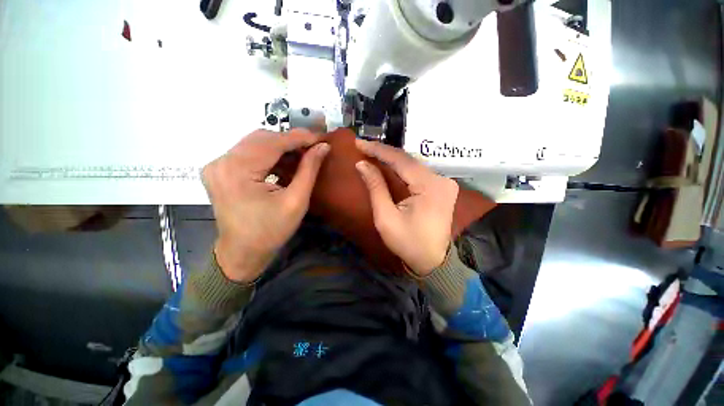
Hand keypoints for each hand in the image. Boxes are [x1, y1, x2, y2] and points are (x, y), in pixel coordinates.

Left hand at [202, 129, 328, 282]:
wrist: (243, 252)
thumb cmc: (271, 231)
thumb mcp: (296, 201)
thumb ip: (309, 170)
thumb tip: (323, 147)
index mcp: (237, 171)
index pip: (272, 143)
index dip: (299, 137)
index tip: (320, 137)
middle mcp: (221, 162)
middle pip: (261, 139)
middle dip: (290, 141)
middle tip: (312, 147)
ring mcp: (217, 165)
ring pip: (254, 144)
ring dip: (280, 147)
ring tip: (301, 155)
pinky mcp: (220, 170)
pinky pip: (247, 153)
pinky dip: (268, 155)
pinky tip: (284, 163)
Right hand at [355, 139, 457, 276]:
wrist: (433, 261)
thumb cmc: (408, 242)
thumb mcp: (386, 217)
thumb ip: (376, 187)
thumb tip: (362, 164)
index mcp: (430, 186)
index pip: (400, 160)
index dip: (378, 150)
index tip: (359, 142)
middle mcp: (441, 179)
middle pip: (408, 159)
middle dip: (383, 152)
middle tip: (363, 146)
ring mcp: (444, 182)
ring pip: (413, 164)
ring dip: (391, 158)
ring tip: (372, 152)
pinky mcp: (442, 187)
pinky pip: (418, 172)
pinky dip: (401, 167)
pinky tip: (388, 164)